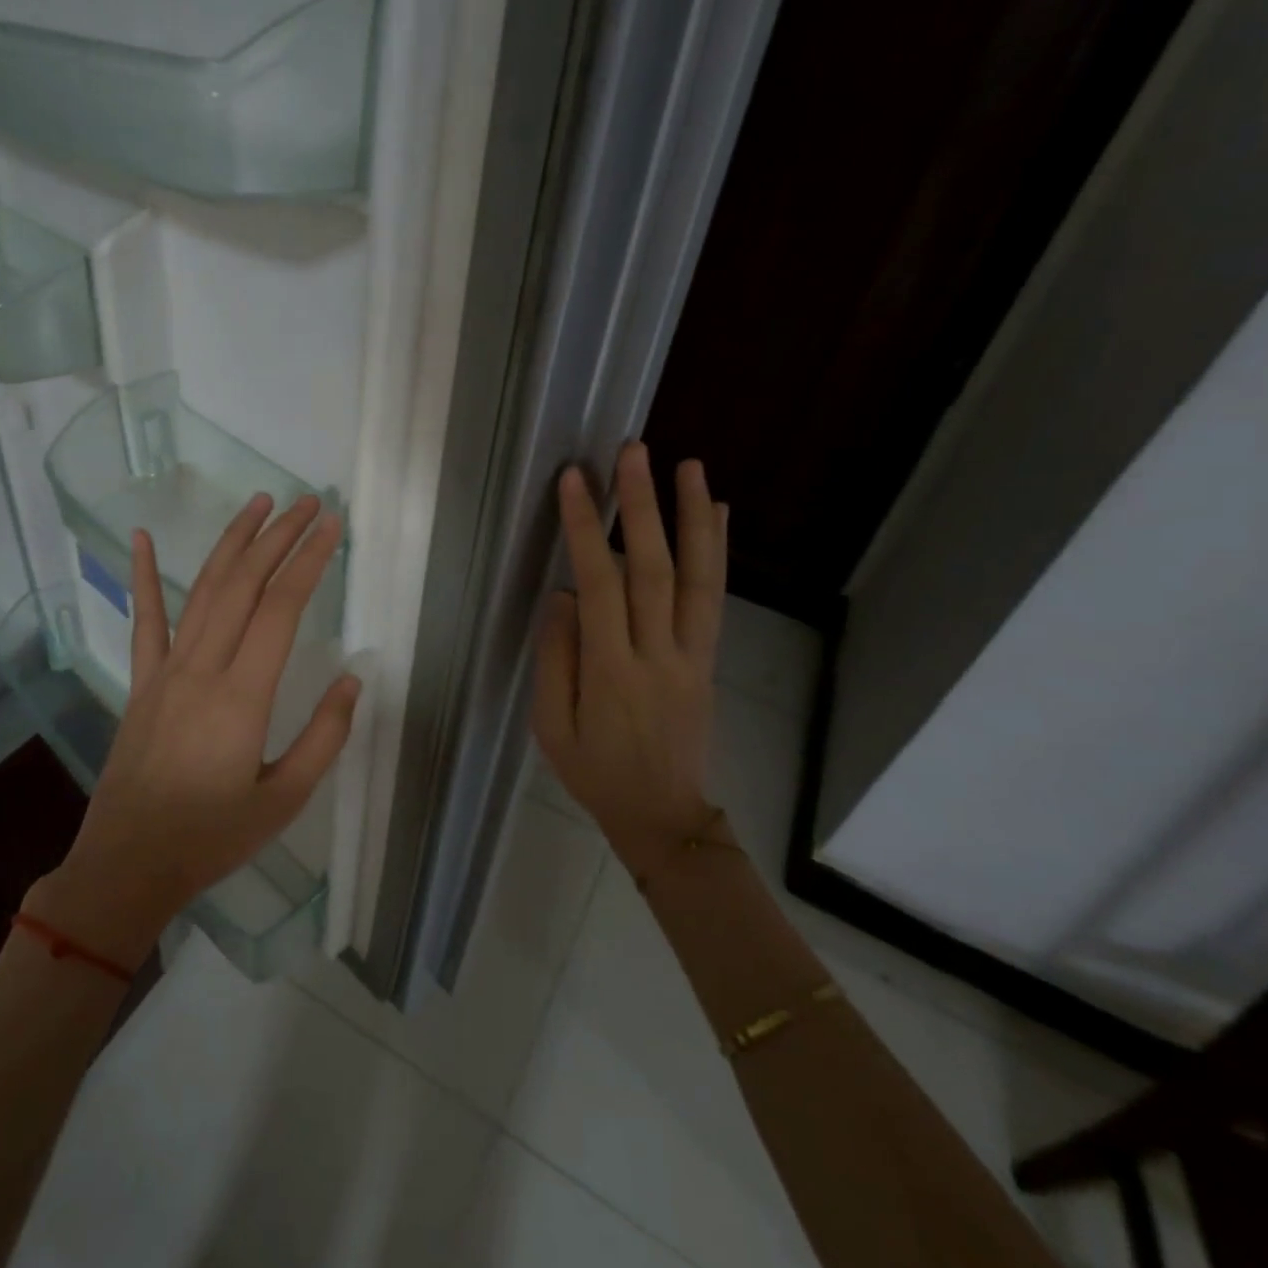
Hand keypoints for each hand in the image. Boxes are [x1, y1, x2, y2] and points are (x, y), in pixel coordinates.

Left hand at [29, 493, 361, 968]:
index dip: (309, 561)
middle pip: (245, 584)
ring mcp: (166, 671)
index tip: (332, 527)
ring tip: (258, 503)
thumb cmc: (212, 837)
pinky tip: (144, 538)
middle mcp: (203, 668)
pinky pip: (145, 620)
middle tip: (308, 502)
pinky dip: (146, 576)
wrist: (128, 865)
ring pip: (203, 590)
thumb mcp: (285, 799)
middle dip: (279, 536)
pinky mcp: (142, 682)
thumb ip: (324, 737)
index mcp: (242, 696)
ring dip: (232, 542)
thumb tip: (352, 680)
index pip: (282, 608)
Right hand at [532, 443, 728, 876]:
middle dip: (642, 505)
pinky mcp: (709, 659)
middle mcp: (658, 654)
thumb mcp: (551, 727)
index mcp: (612, 672)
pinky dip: (716, 550)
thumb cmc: (594, 772)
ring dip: (692, 516)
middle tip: (632, 451)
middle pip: (653, 569)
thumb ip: (556, 658)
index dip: (586, 529)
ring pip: (697, 577)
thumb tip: (564, 595)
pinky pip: (715, 598)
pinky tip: (716, 512)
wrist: (662, 816)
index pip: (599, 585)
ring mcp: (692, 655)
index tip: (575, 481)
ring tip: (687, 465)